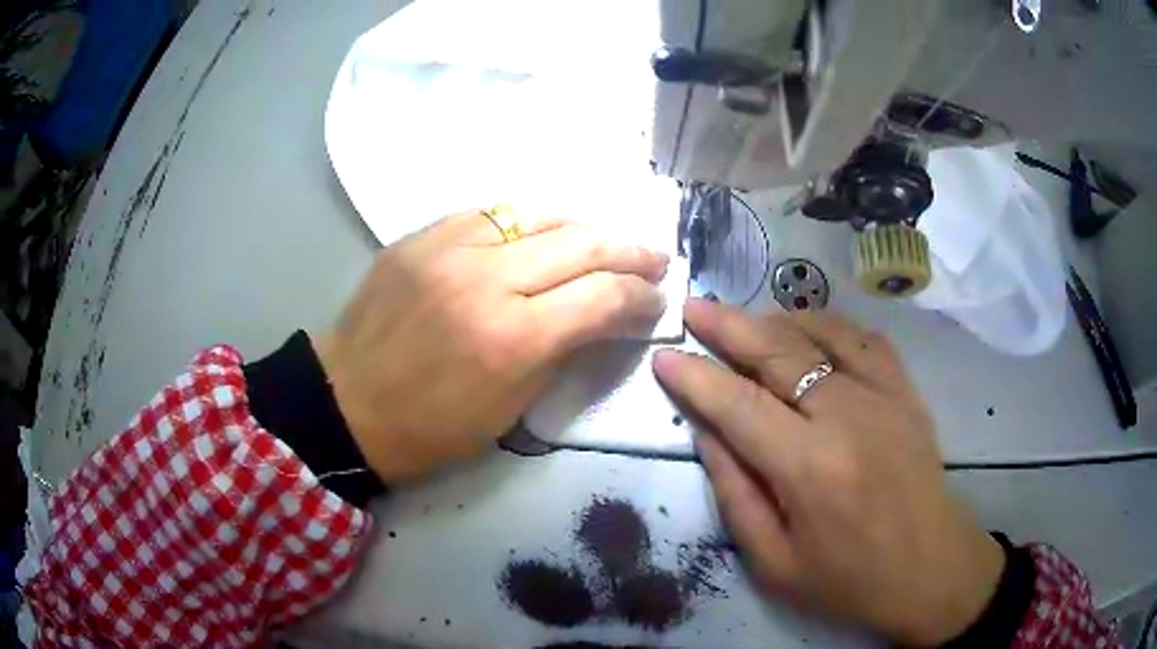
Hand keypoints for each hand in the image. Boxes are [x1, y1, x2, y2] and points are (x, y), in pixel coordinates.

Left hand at [316, 210, 667, 482]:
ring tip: (604, 242)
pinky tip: (543, 233)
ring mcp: (448, 248)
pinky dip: (529, 221)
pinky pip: (491, 212)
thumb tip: (604, 315)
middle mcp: (485, 279)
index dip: (641, 296)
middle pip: (581, 242)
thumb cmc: (431, 427)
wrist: (347, 403)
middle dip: (630, 251)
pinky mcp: (421, 236)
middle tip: (654, 259)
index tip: (656, 301)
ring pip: (539, 214)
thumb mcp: (511, 408)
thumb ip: (563, 351)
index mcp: (512, 338)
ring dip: (584, 227)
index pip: (602, 296)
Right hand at [653, 299, 1003, 645]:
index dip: (696, 377)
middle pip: (779, 352)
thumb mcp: (773, 562)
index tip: (665, 357)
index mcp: (809, 469)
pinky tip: (807, 330)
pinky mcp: (906, 391)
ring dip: (776, 319)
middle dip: (728, 325)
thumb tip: (706, 431)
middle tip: (695, 307)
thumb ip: (735, 493)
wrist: (928, 569)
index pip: (739, 405)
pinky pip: (864, 338)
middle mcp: (848, 417)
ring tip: (744, 321)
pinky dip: (828, 324)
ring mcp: (884, 395)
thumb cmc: (847, 579)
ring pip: (821, 333)